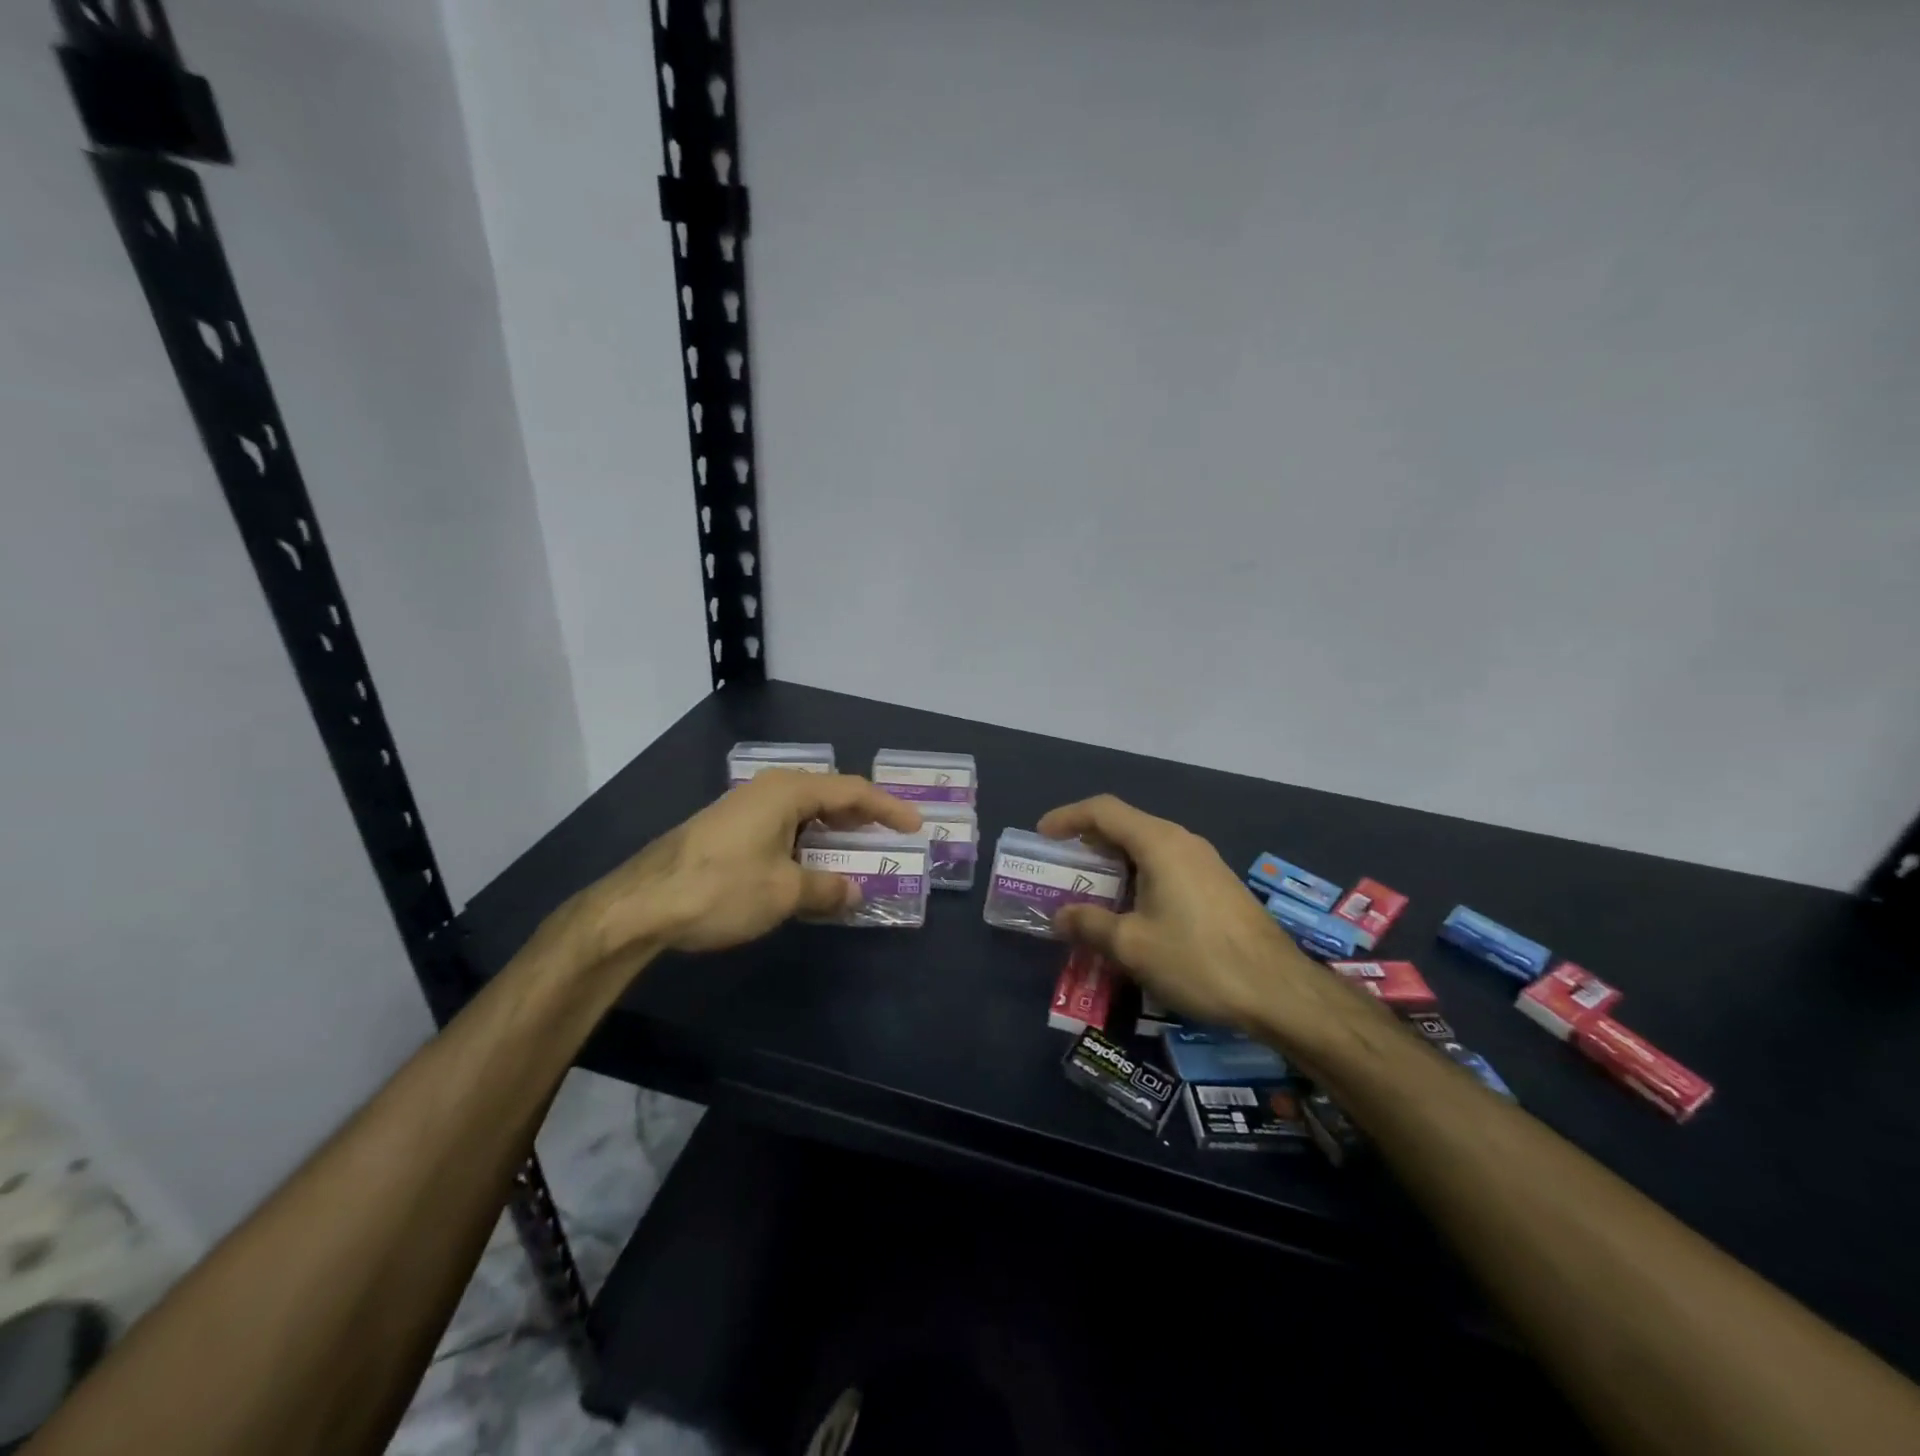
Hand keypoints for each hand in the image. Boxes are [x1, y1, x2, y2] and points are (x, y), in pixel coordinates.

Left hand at [573, 771, 921, 960]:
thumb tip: (855, 891)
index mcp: (788, 791)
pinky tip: (810, 866)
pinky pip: (783, 826)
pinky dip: (806, 842)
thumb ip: (826, 888)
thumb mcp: (784, 892)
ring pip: (803, 812)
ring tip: (856, 852)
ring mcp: (744, 808)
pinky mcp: (728, 829)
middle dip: (861, 817)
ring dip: (832, 832)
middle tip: (889, 836)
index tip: (915, 825)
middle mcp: (768, 790)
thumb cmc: (721, 888)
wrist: (641, 905)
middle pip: (828, 795)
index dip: (887, 808)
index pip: (851, 791)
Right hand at [1037, 795, 1345, 1042]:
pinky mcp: (1216, 885)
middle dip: (1087, 841)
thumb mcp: (1132, 946)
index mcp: (1159, 843)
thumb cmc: (1198, 960)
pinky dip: (1137, 876)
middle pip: (1125, 825)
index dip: (1067, 817)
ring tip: (1089, 889)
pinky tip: (1131, 909)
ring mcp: (1204, 862)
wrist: (1279, 991)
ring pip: (1146, 847)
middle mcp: (1182, 841)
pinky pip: (1165, 866)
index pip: (1103, 810)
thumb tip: (1060, 916)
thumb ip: (1089, 925)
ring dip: (1113, 862)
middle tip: (1060, 866)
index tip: (1041, 836)